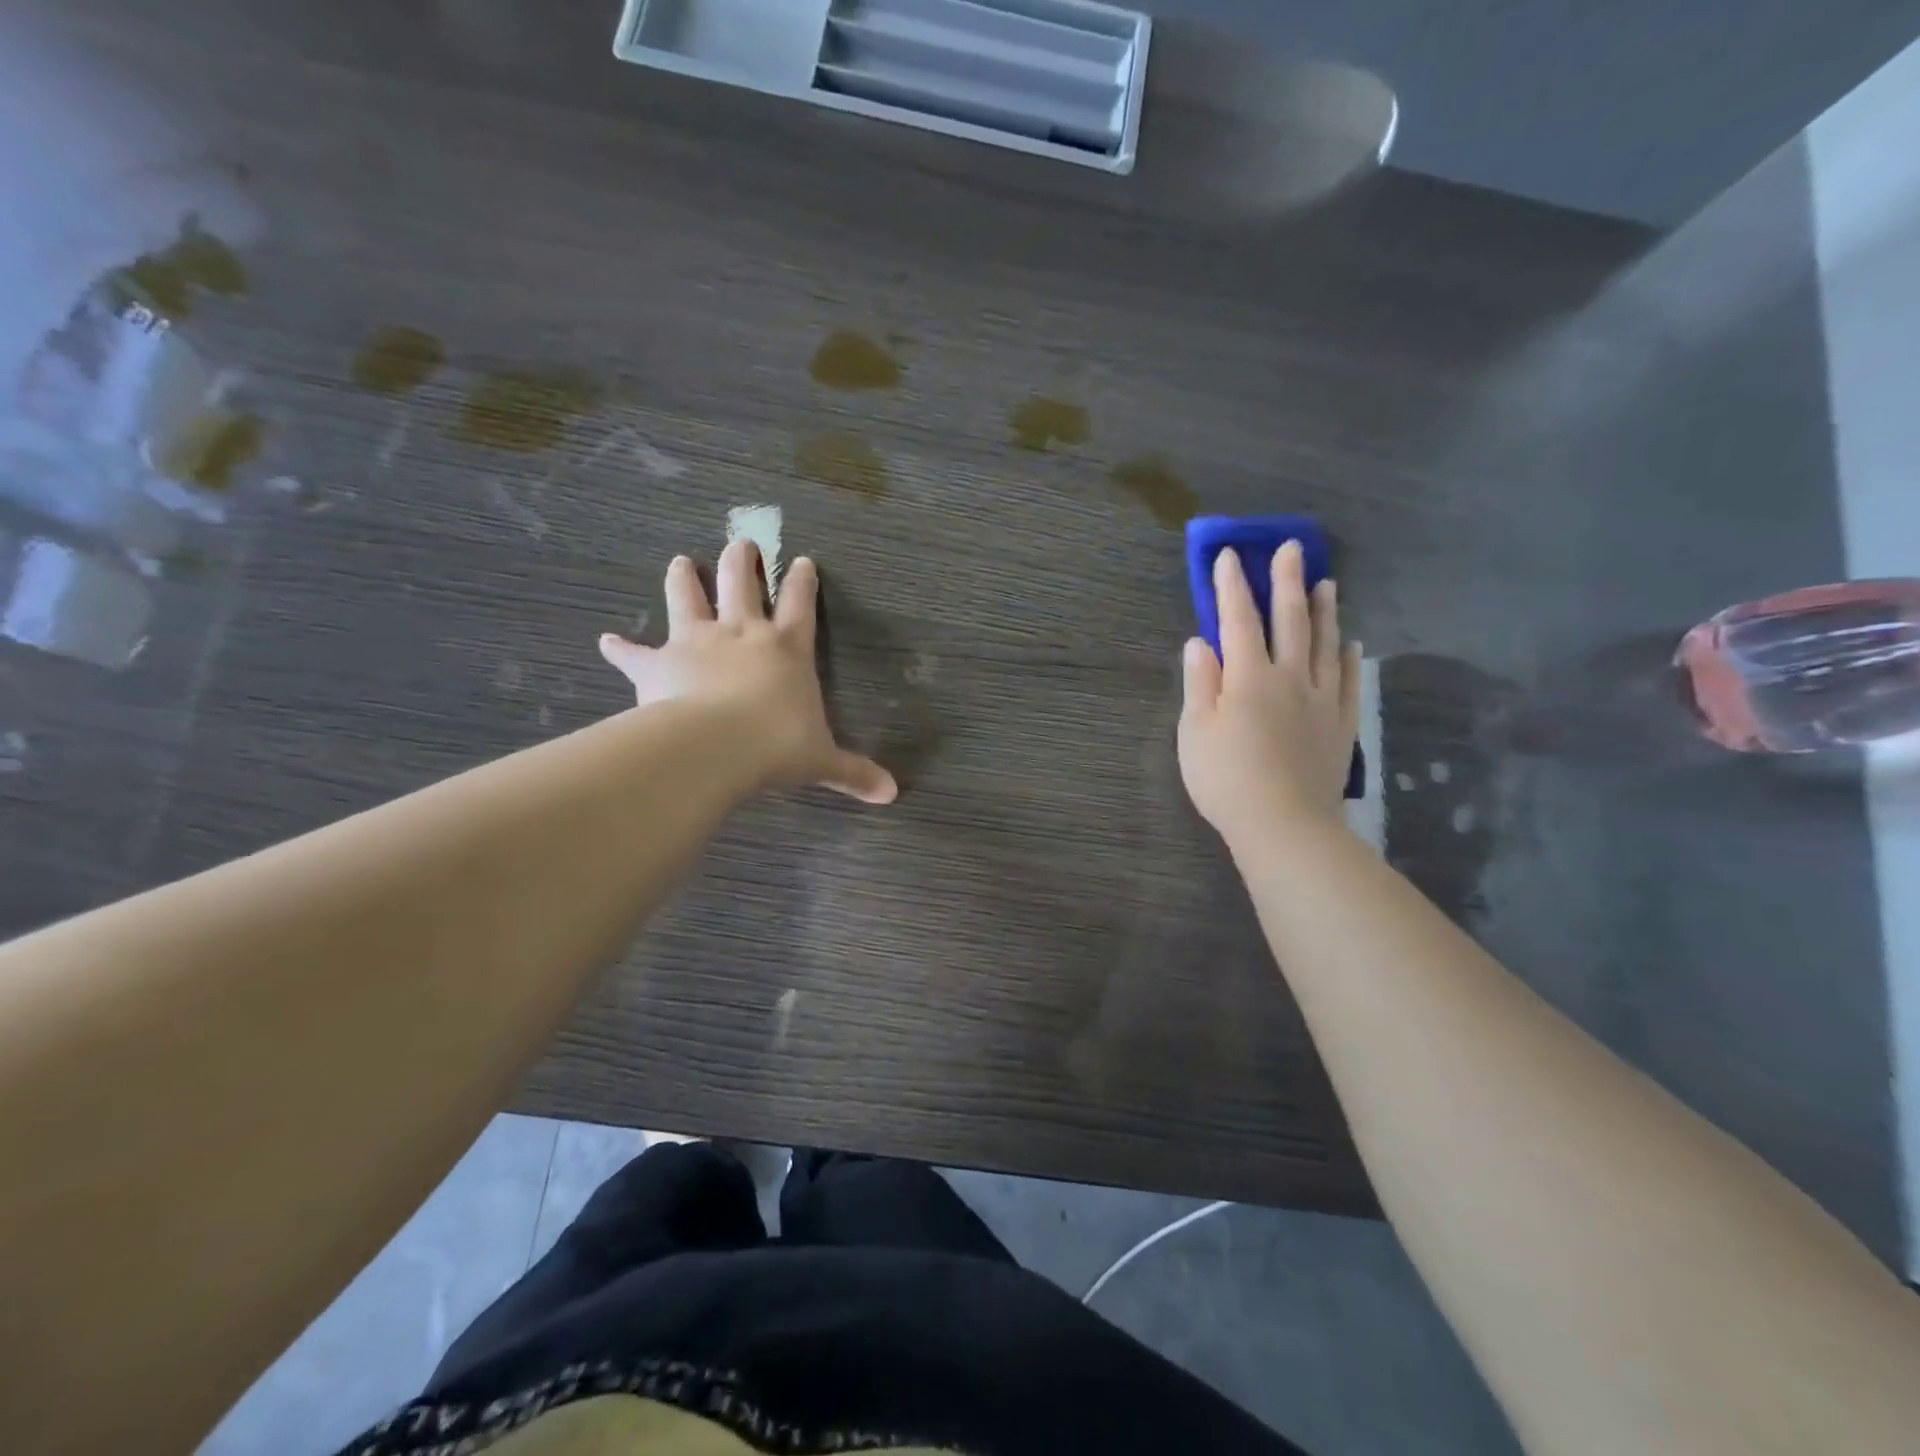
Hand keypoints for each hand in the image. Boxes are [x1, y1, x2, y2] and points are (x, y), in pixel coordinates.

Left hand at [598, 543, 897, 804]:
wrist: (717, 745)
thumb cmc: (777, 745)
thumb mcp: (822, 761)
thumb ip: (853, 773)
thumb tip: (892, 795)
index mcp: (788, 648)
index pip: (801, 604)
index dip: (803, 582)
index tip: (803, 560)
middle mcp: (743, 633)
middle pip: (742, 583)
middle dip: (742, 561)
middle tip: (740, 542)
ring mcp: (698, 642)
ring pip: (689, 598)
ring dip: (684, 578)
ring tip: (681, 561)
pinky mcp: (659, 663)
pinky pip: (635, 653)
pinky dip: (621, 648)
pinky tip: (606, 641)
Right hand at [1179, 542, 1359, 848]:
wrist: (1283, 824)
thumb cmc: (1226, 778)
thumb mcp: (1195, 731)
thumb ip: (1199, 683)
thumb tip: (1200, 642)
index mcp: (1248, 677)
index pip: (1237, 620)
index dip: (1231, 587)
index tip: (1228, 555)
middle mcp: (1289, 677)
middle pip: (1289, 621)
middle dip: (1286, 582)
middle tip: (1291, 548)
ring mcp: (1321, 700)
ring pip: (1324, 644)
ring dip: (1323, 610)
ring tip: (1326, 583)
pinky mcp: (1340, 724)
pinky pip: (1347, 681)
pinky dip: (1347, 658)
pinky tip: (1349, 643)